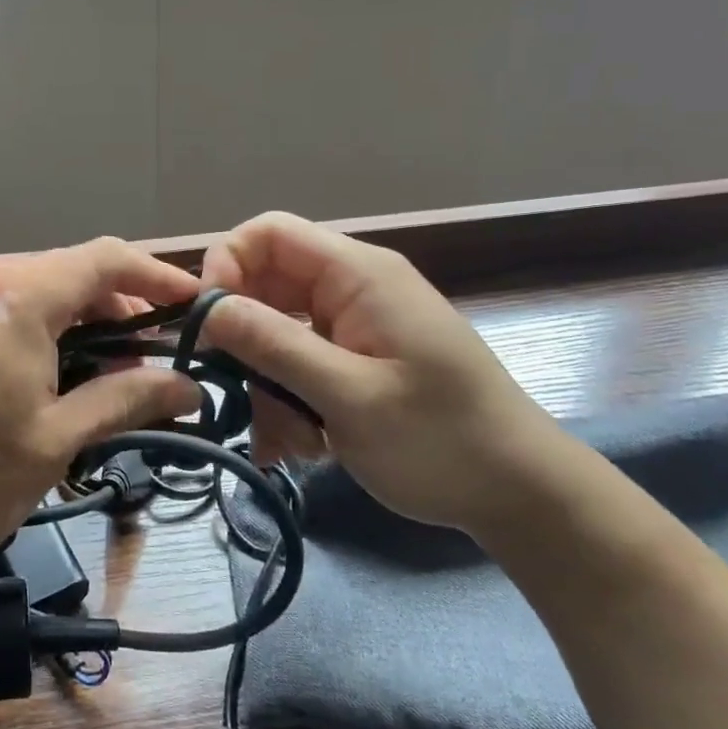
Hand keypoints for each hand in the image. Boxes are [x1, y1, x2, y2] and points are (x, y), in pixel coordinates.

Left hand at [0, 238, 202, 568]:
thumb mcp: (56, 439)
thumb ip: (126, 399)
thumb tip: (189, 387)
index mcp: (19, 294)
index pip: (106, 259)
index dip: (157, 276)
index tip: (195, 304)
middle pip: (72, 268)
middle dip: (122, 301)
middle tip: (157, 348)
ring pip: (40, 285)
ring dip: (83, 314)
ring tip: (115, 361)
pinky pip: (8, 300)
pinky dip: (46, 322)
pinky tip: (60, 362)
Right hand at [200, 212, 577, 535]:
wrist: (520, 495)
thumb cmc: (441, 440)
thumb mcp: (350, 396)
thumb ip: (275, 345)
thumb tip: (207, 307)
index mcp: (358, 274)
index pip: (269, 232)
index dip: (226, 263)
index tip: (207, 322)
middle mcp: (351, 288)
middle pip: (265, 286)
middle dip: (245, 342)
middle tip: (241, 395)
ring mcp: (353, 325)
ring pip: (275, 333)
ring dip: (267, 385)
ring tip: (291, 440)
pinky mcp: (354, 359)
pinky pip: (298, 364)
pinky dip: (287, 400)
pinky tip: (301, 445)